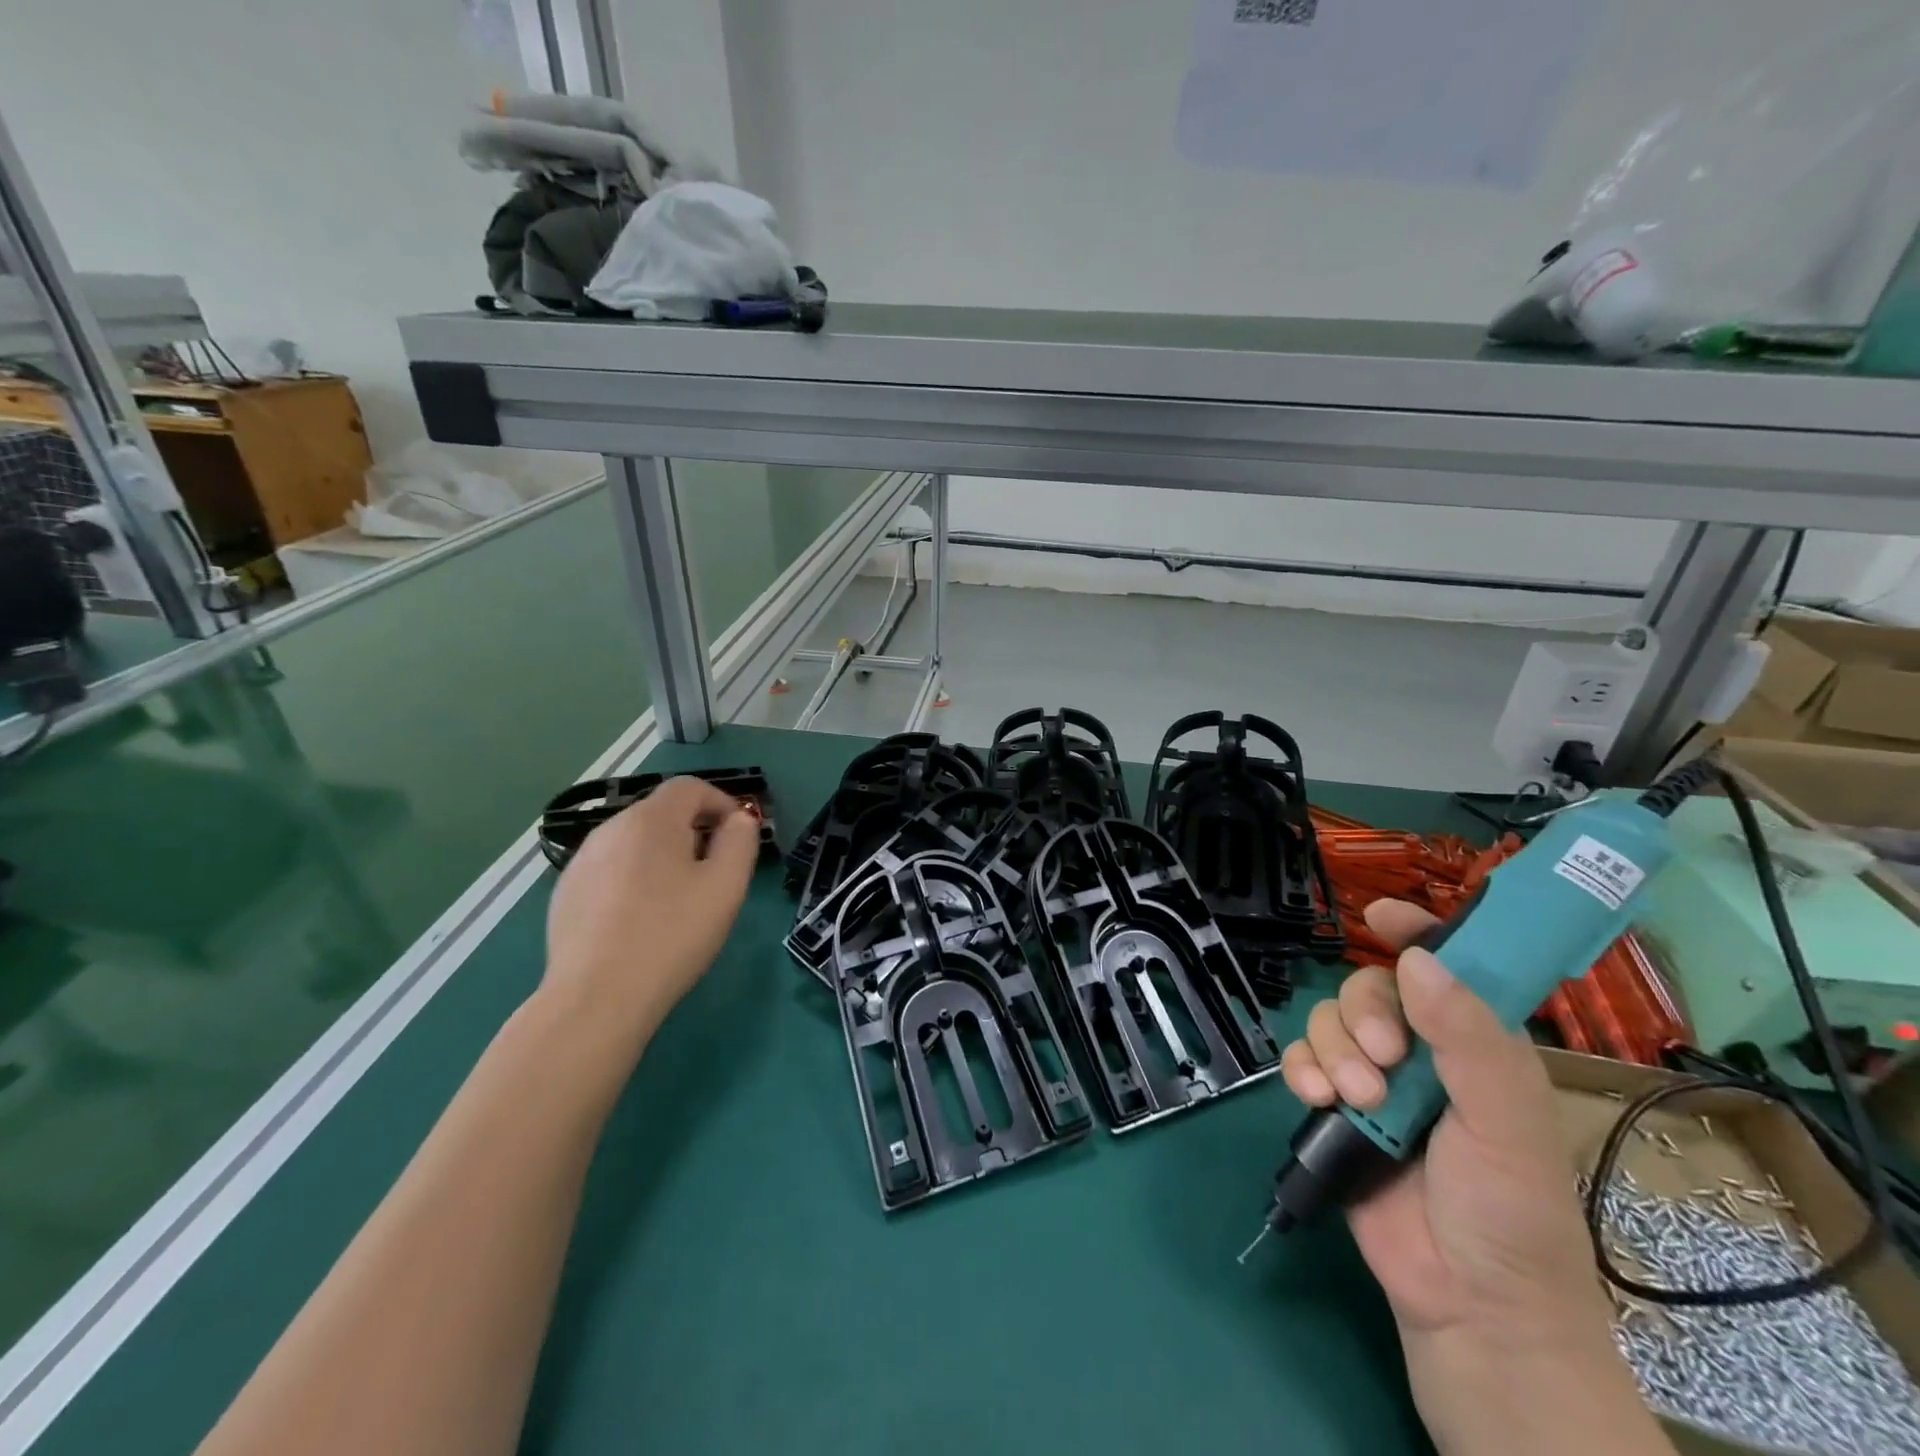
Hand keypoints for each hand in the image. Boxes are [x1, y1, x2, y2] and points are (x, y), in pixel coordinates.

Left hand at [542, 777, 758, 1049]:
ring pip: (633, 842)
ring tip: (680, 897)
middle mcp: (610, 829)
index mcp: (650, 820)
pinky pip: (610, 870)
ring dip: (663, 855)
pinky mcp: (564, 895)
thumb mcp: (726, 886)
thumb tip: (739, 819)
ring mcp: (581, 862)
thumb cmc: (672, 935)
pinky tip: (641, 919)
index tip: (740, 835)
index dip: (721, 802)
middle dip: (694, 830)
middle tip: (716, 870)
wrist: (596, 998)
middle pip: (660, 812)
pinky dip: (633, 879)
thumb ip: (740, 841)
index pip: (690, 787)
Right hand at [1282, 900, 1669, 1455]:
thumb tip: (1415, 961)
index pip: (1448, 968)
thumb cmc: (1510, 1212)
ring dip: (1333, 1051)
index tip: (1382, 916)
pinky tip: (1317, 1099)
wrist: (1467, 1305)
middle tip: (1383, 1062)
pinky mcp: (1337, 1107)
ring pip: (1330, 1021)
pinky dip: (1302, 1070)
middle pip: (1369, 989)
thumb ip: (1466, 1039)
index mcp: (1476, 1045)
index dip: (1419, 934)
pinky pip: (1302, 1060)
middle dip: (1364, 1016)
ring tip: (1355, 1101)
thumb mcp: (1504, 1121)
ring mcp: (1376, 1080)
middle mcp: (1424, 1053)